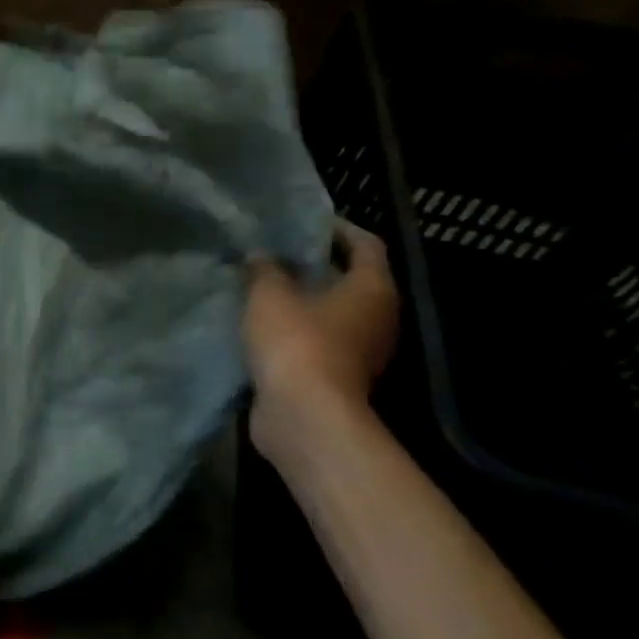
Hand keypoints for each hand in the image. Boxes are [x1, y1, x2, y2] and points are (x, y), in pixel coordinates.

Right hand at [245, 221, 398, 454]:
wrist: (304, 416)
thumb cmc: (296, 343)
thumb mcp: (269, 295)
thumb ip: (264, 270)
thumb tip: (260, 255)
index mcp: (372, 288)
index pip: (365, 244)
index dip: (337, 228)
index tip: (303, 222)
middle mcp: (377, 317)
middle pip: (351, 279)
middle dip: (316, 265)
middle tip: (276, 253)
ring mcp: (361, 350)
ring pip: (333, 312)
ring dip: (304, 299)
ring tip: (264, 287)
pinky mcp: (339, 376)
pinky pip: (319, 340)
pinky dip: (297, 329)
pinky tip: (263, 323)